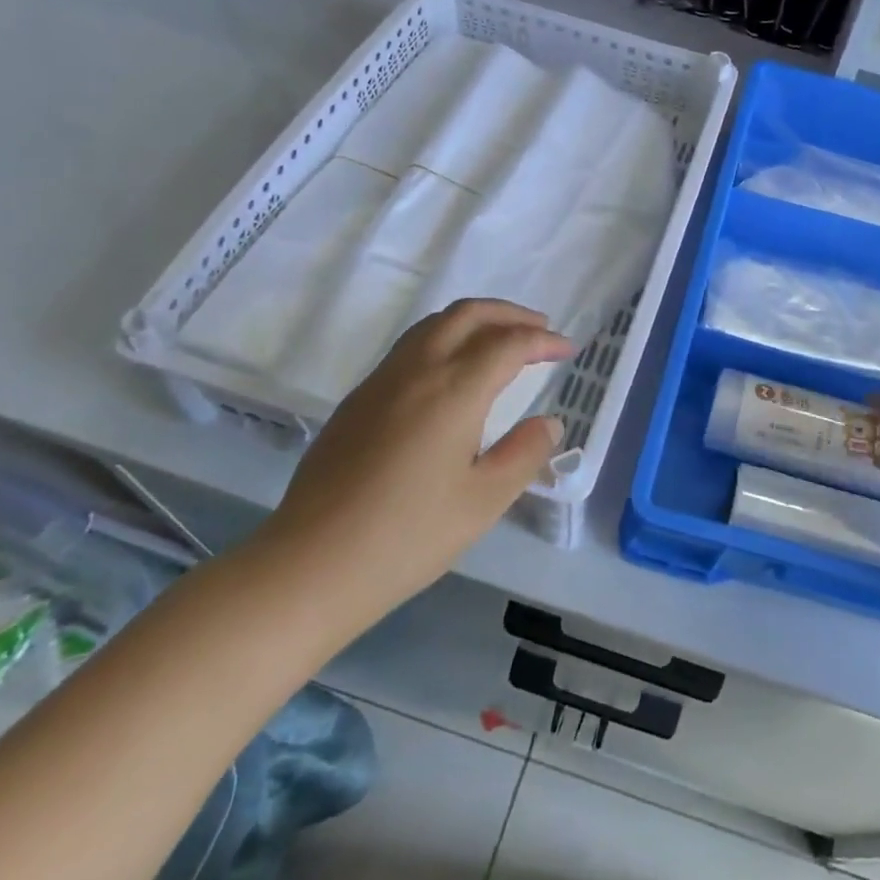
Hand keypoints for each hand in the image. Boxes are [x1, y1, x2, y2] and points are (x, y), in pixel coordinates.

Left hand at [246, 299, 574, 653]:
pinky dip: (445, 338)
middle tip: (540, 330)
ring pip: (434, 324)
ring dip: (475, 320)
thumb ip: (524, 454)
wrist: (311, 564)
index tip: (568, 350)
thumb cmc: (408, 536)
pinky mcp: (357, 399)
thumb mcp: (483, 501)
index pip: (509, 343)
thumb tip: (549, 422)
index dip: (544, 340)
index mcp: (454, 390)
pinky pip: (410, 346)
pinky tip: (452, 372)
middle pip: (469, 314)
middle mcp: (417, 370)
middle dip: (510, 314)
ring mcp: (381, 381)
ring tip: (500, 340)